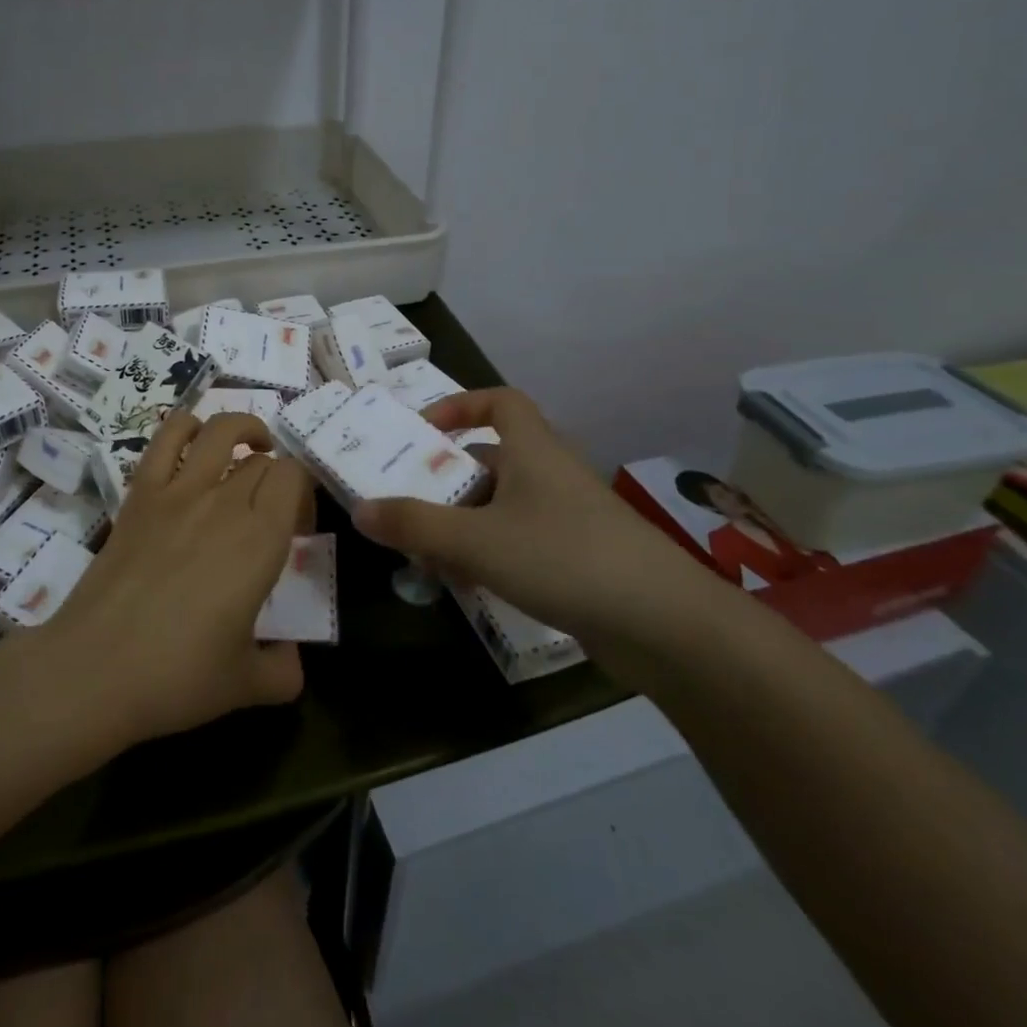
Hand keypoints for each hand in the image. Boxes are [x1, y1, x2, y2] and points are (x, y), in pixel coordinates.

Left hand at [40, 411, 311, 746]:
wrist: (95, 669)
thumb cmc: (177, 677)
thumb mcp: (246, 685)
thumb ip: (283, 670)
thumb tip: (292, 659)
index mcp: (261, 540)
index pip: (295, 478)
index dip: (303, 492)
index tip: (297, 526)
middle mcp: (225, 502)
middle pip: (263, 461)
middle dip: (276, 478)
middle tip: (270, 513)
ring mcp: (178, 491)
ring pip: (221, 431)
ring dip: (244, 430)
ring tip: (249, 449)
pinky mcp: (140, 493)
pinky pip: (166, 438)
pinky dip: (187, 427)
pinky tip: (196, 443)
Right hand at [352, 387, 710, 643]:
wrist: (665, 625)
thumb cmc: (563, 558)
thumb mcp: (475, 540)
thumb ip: (414, 525)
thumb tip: (360, 510)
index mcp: (533, 450)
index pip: (501, 401)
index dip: (461, 405)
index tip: (424, 430)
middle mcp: (552, 475)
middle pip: (494, 460)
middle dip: (449, 480)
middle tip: (409, 503)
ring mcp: (571, 519)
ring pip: (505, 507)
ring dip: (465, 524)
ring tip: (426, 555)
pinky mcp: (581, 559)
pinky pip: (523, 542)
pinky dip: (491, 554)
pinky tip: (468, 586)